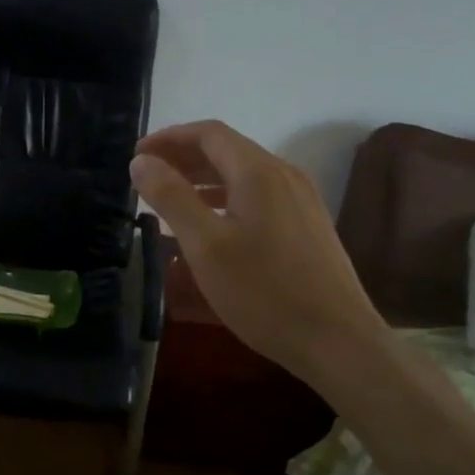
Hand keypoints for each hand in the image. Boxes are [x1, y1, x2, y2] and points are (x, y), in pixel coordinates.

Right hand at [129, 120, 386, 375]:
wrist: (338, 341)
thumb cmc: (264, 292)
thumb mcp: (205, 245)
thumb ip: (171, 197)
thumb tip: (141, 161)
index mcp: (259, 172)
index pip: (208, 133)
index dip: (169, 138)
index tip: (137, 155)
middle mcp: (284, 175)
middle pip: (226, 149)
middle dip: (183, 156)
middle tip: (146, 176)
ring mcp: (300, 200)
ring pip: (243, 174)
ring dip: (203, 178)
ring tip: (170, 197)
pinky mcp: (306, 225)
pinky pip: (258, 195)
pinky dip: (225, 197)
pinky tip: (210, 224)